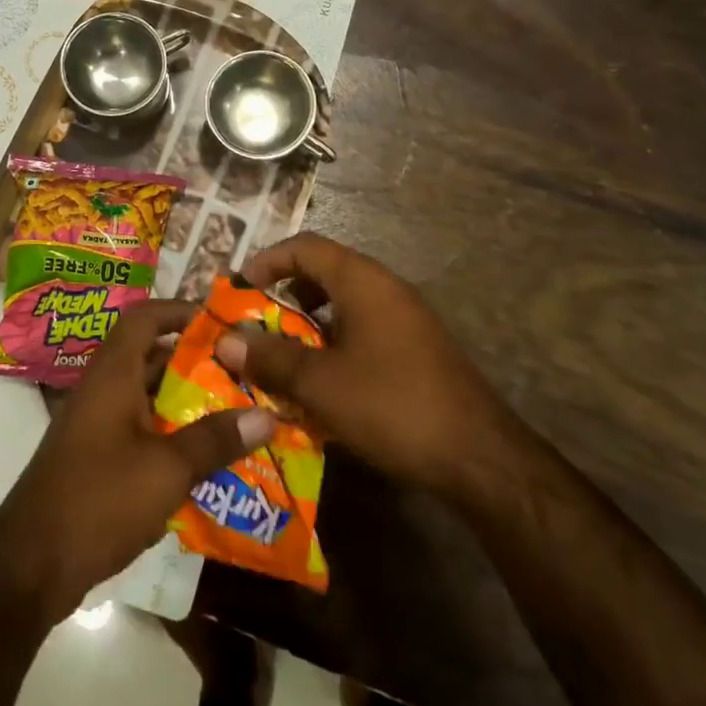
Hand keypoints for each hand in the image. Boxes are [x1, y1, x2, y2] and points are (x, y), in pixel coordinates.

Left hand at [0, 300, 276, 623]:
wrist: (29, 566)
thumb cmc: (99, 499)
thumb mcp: (167, 469)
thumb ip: (216, 440)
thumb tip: (269, 415)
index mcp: (113, 374)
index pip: (145, 317)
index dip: (181, 311)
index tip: (222, 324)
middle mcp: (103, 390)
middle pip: (151, 357)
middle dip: (196, 362)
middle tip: (242, 372)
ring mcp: (97, 426)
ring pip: (148, 397)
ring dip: (186, 402)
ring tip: (235, 413)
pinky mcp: (96, 459)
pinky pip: (140, 430)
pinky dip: (170, 435)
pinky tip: (204, 460)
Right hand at [217, 233, 508, 501]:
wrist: (481, 458)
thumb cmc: (393, 406)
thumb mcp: (321, 384)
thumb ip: (270, 359)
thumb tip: (225, 341)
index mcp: (363, 281)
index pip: (306, 247)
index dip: (268, 260)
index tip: (240, 289)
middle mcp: (385, 288)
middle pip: (324, 272)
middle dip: (284, 294)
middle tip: (255, 323)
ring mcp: (406, 318)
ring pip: (344, 304)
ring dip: (308, 323)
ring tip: (282, 355)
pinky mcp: (417, 349)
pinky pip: (364, 329)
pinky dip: (334, 343)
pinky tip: (323, 382)